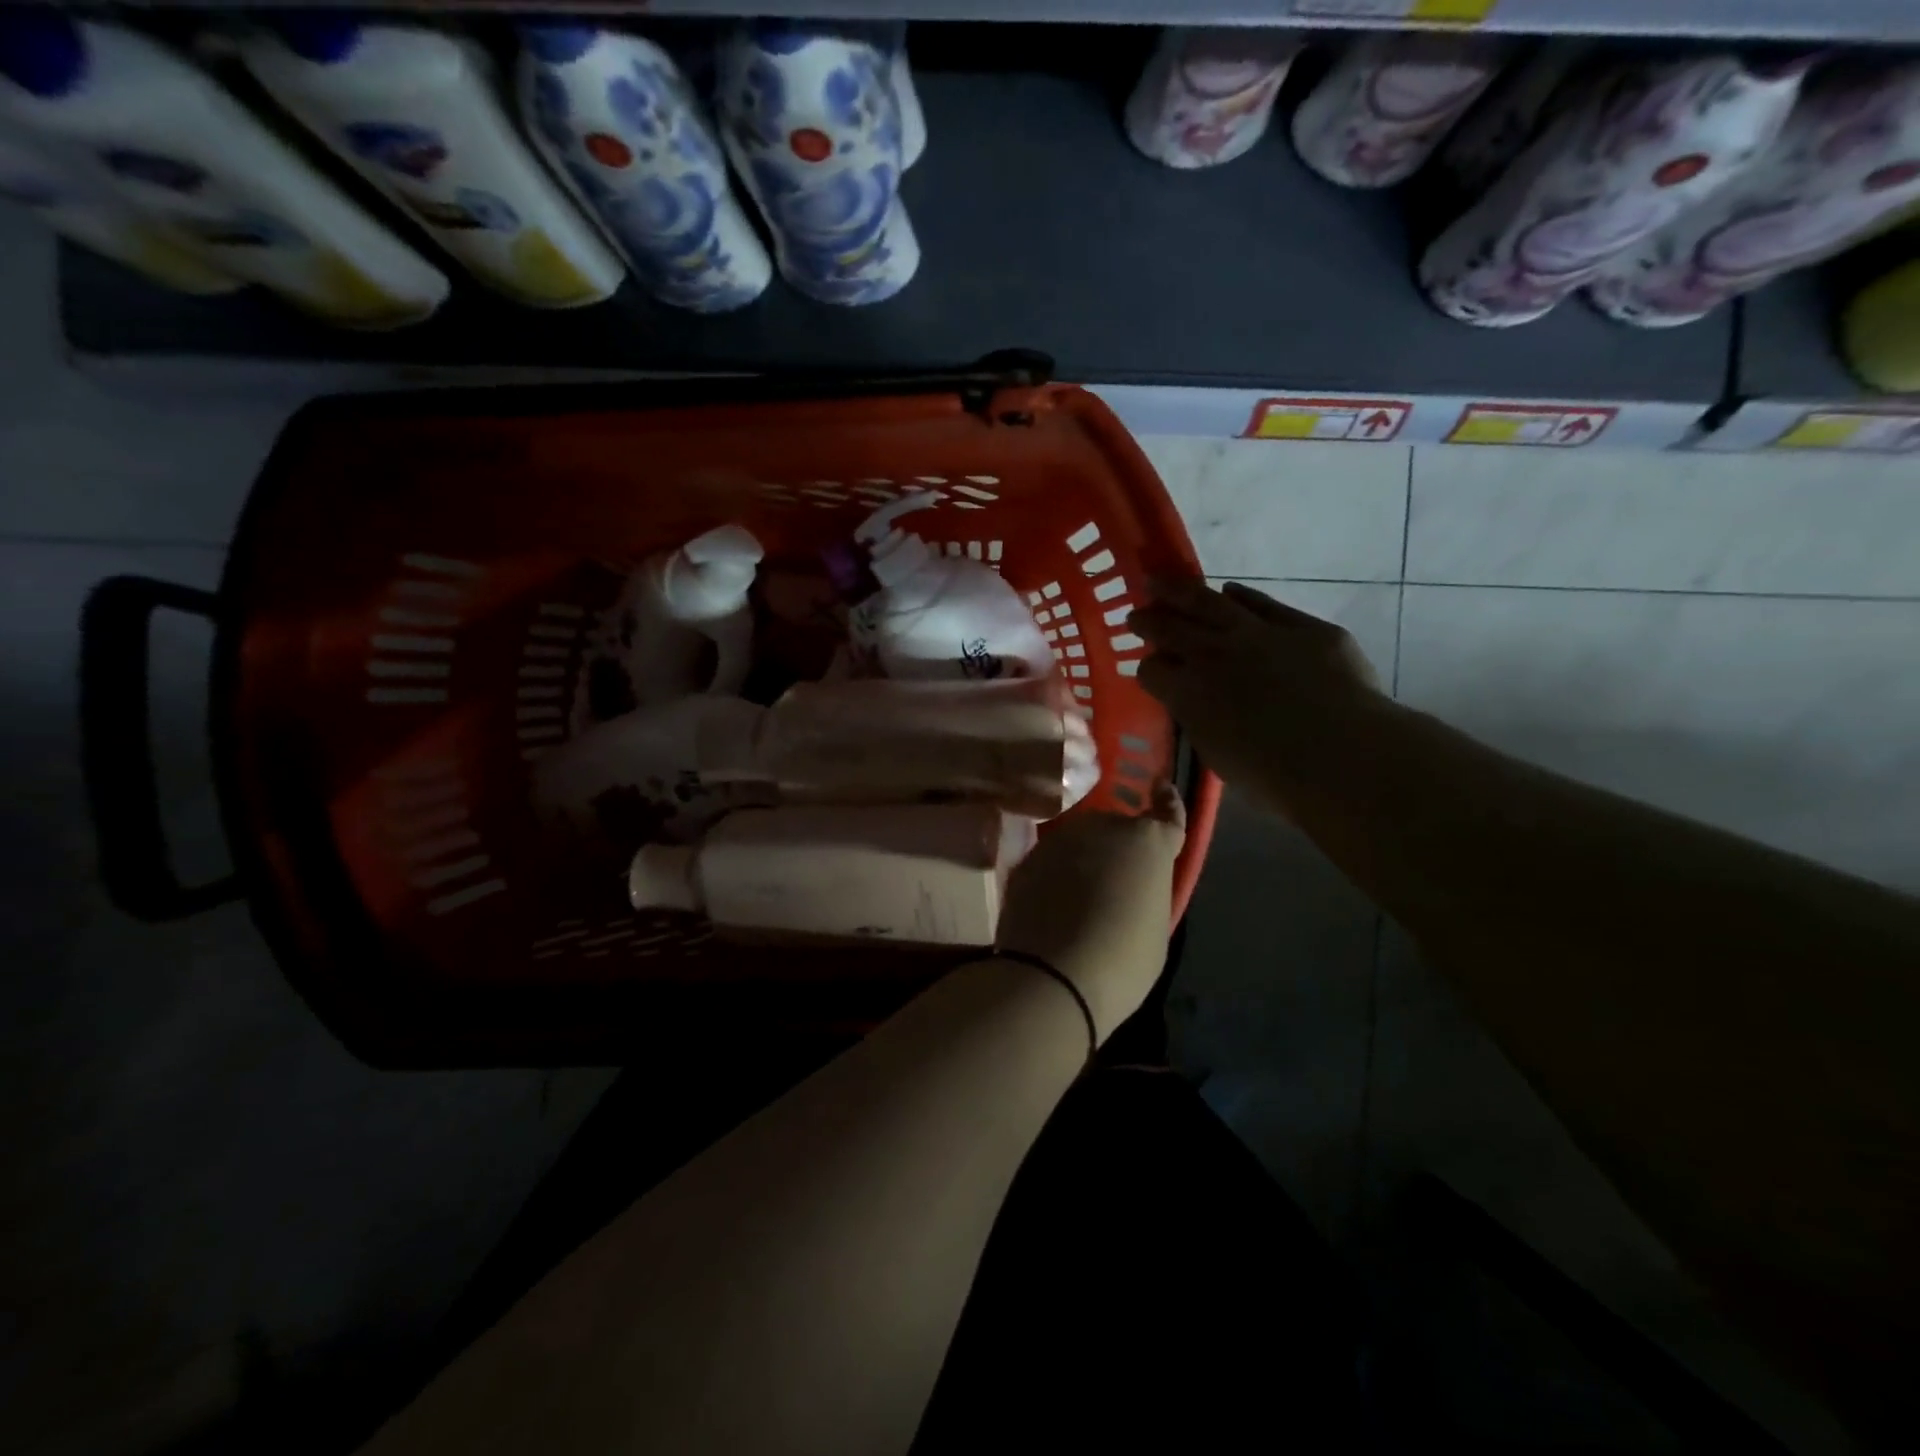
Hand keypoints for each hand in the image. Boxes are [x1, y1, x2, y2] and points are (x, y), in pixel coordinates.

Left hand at [995, 784, 1185, 1042]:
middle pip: (1116, 830)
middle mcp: (1103, 828)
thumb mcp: (1155, 927)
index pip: (1166, 815)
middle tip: (1115, 883)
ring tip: (1080, 900)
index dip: (1168, 803)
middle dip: (1117, 848)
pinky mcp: (1026, 859)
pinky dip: (1054, 877)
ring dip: (1083, 861)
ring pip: (1079, 843)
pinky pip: (1050, 863)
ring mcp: (1060, 840)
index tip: (1161, 786)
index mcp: (1148, 844)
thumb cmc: (1123, 960)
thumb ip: (1146, 892)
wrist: (1052, 974)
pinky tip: (1052, 908)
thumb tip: (1131, 887)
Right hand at [1131, 580, 1386, 817]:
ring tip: (1162, 582)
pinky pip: (1262, 602)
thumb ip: (1202, 722)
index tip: (1150, 672)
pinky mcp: (1302, 626)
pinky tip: (1231, 591)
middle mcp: (1212, 654)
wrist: (1342, 754)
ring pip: (1208, 602)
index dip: (1149, 671)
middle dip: (1148, 620)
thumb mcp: (1218, 755)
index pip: (1151, 671)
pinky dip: (1241, 596)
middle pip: (1169, 628)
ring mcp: (1258, 633)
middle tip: (1136, 614)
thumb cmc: (1273, 775)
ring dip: (1180, 592)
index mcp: (1187, 692)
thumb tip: (1200, 707)